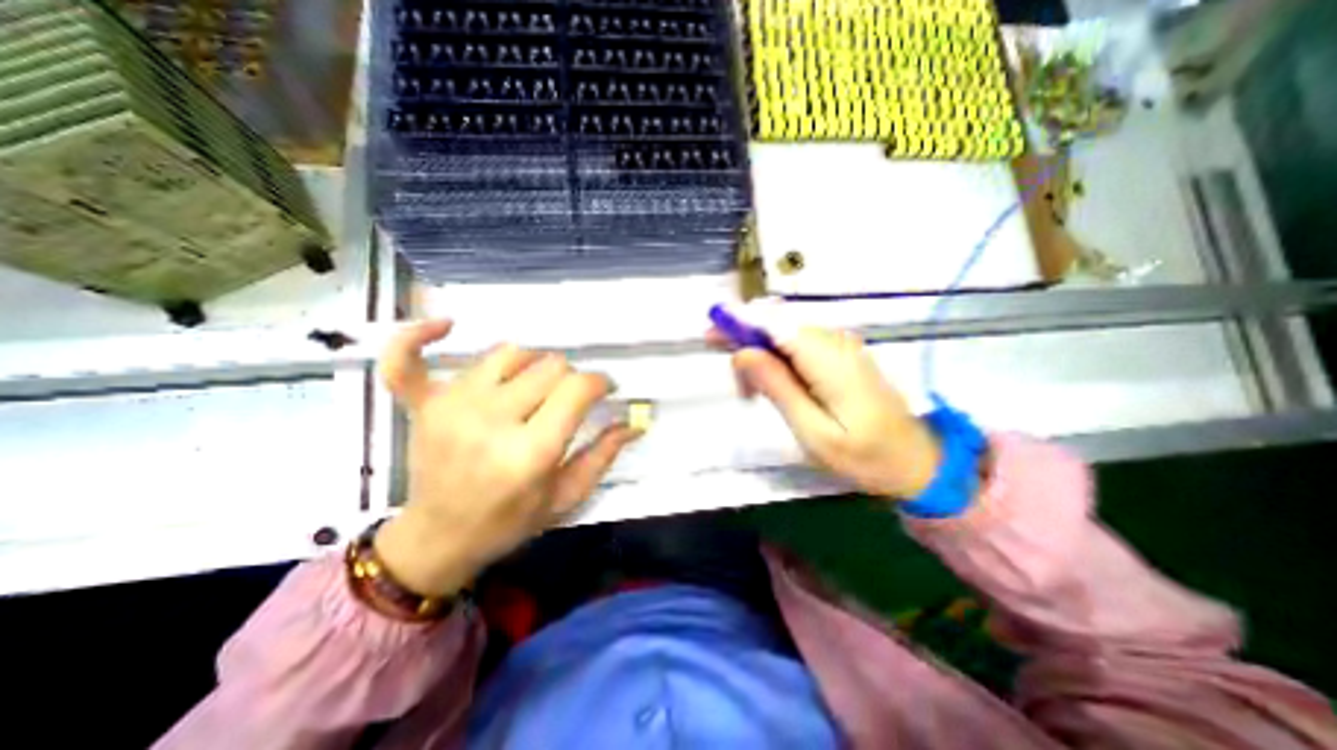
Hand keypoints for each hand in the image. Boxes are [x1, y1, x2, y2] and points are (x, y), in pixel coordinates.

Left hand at [363, 319, 635, 596]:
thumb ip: (604, 454)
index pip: (578, 388)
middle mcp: (490, 420)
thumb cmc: (510, 520)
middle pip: (550, 365)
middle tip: (568, 400)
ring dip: (532, 364)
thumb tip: (636, 421)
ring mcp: (452, 406)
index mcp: (530, 451)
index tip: (605, 390)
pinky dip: (420, 336)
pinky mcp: (424, 404)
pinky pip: (409, 358)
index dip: (601, 382)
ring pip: (510, 352)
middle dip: (570, 378)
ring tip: (534, 385)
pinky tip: (446, 324)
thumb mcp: (566, 496)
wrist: (439, 538)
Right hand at [730, 325, 937, 496]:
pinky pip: (799, 345)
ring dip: (763, 357)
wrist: (916, 461)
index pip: (773, 323)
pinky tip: (778, 387)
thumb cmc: (864, 455)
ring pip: (785, 335)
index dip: (739, 323)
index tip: (710, 335)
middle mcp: (834, 340)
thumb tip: (743, 353)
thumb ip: (778, 387)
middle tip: (739, 389)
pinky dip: (779, 361)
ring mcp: (841, 344)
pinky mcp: (842, 353)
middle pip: (776, 325)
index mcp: (827, 358)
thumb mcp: (813, 431)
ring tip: (755, 395)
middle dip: (748, 347)